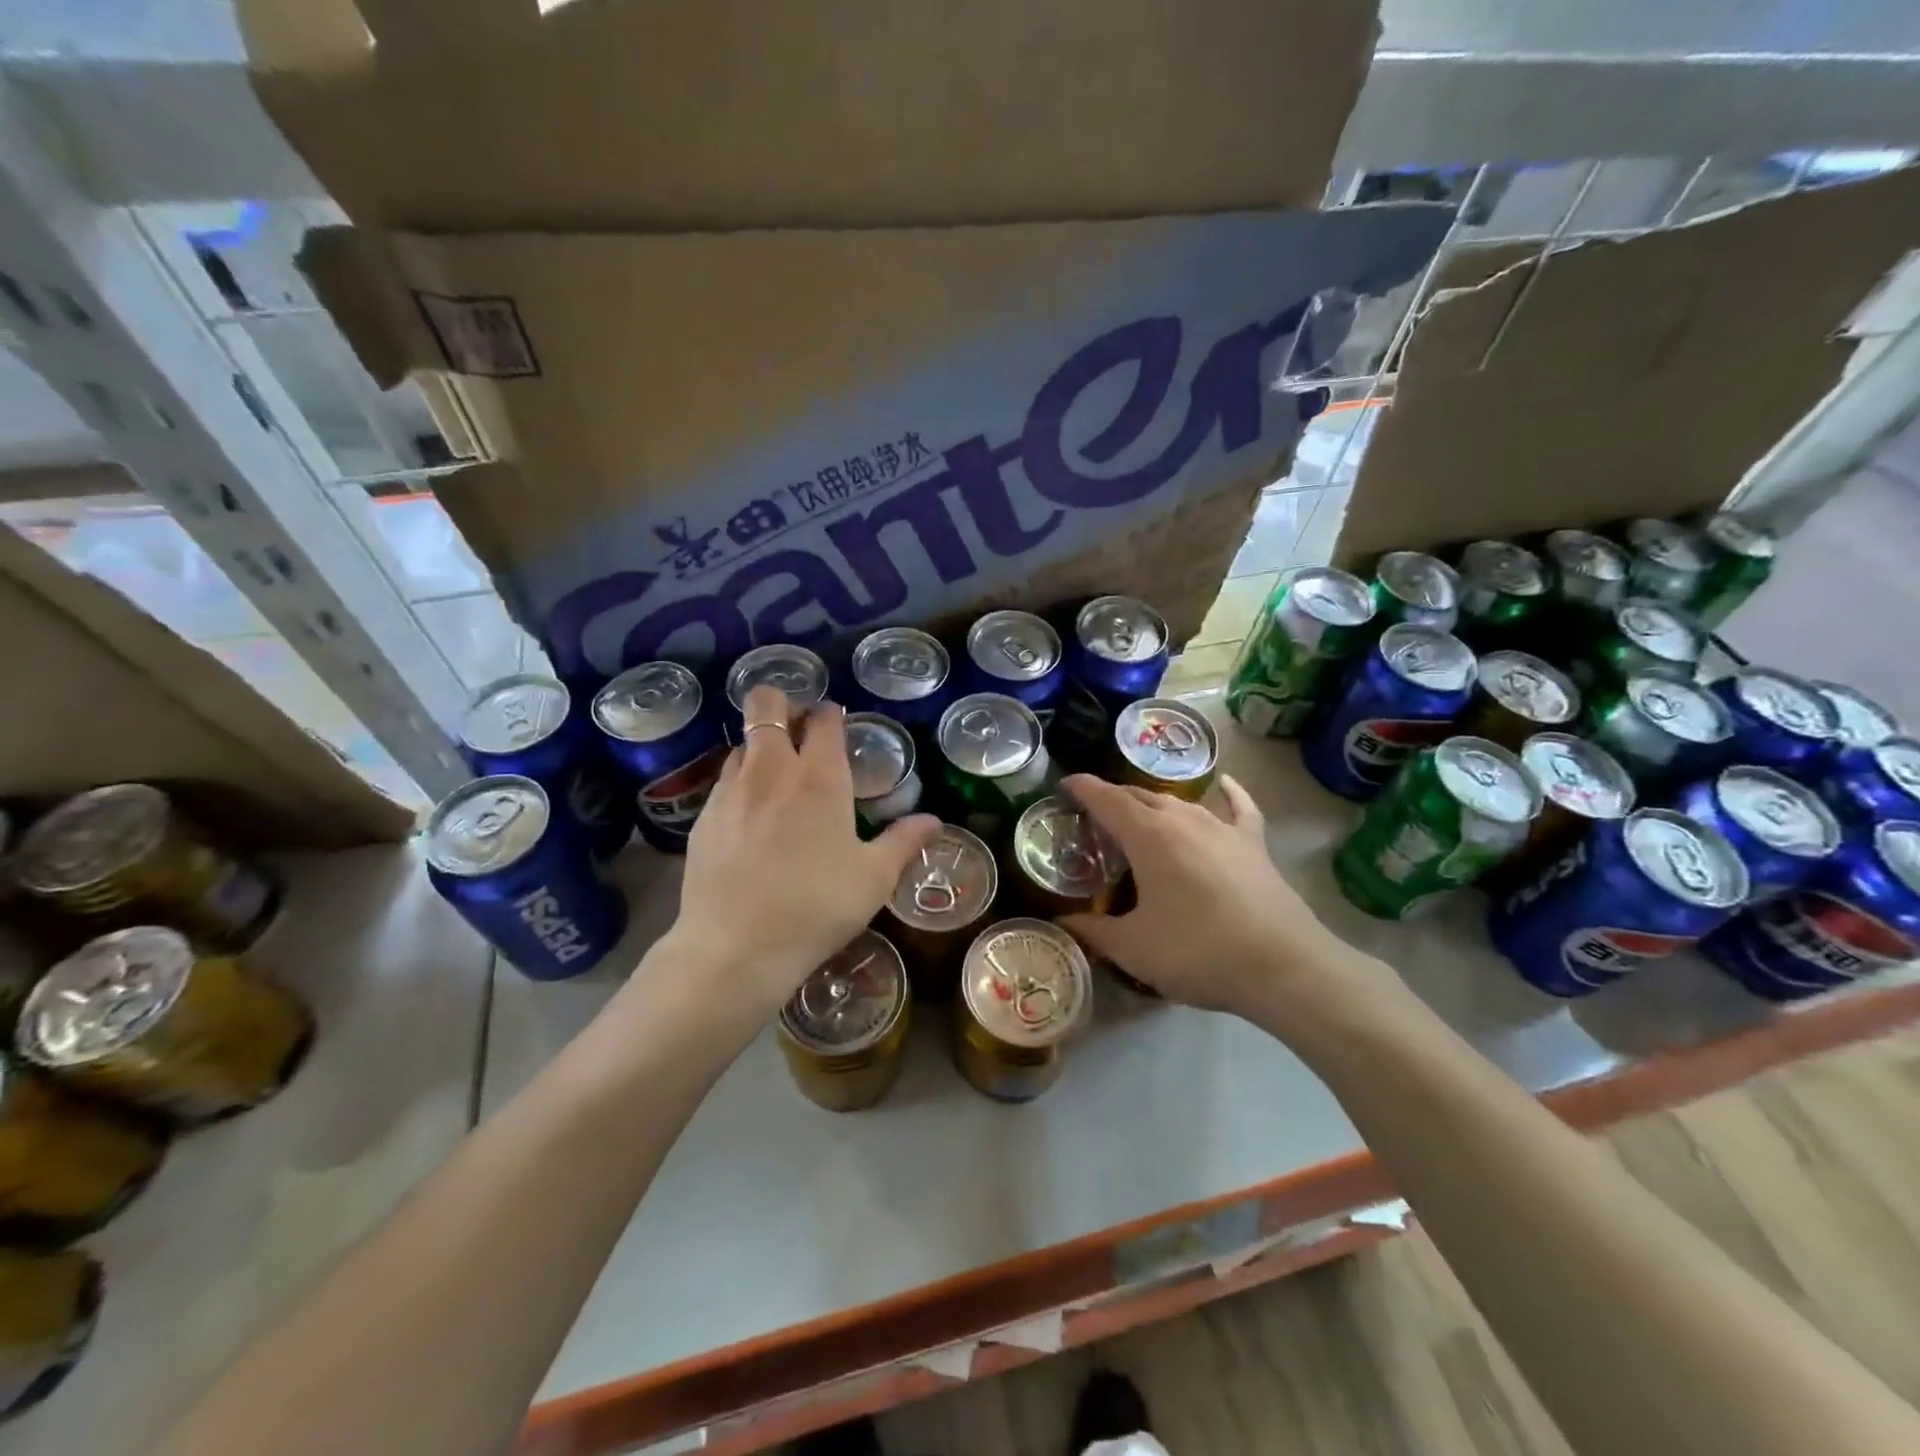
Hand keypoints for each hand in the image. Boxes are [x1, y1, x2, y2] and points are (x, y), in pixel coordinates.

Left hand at [660, 685, 940, 1026]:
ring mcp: (730, 791)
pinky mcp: (703, 817)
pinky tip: (751, 821)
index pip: (823, 718)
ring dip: (761, 748)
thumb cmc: (817, 907)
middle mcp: (771, 770)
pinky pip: (723, 782)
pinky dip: (740, 785)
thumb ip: (904, 841)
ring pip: (742, 743)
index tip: (838, 726)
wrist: (736, 948)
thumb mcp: (873, 878)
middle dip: (782, 704)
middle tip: (799, 731)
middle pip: (765, 704)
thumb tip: (934, 820)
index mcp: (819, 777)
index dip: (832, 714)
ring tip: (777, 781)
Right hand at [1059, 772, 1355, 1017]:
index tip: (1064, 785)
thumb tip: (1064, 922)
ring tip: (1139, 817)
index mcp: (1148, 836)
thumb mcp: (1134, 949)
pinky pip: (1238, 808)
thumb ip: (1094, 930)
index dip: (1082, 788)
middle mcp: (1183, 819)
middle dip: (1113, 799)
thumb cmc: (1198, 952)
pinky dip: (1228, 794)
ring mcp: (1222, 828)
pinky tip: (1224, 784)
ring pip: (1179, 803)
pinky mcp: (1253, 844)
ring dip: (1153, 805)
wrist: (1284, 967)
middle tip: (1094, 816)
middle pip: (1140, 796)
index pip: (1106, 799)